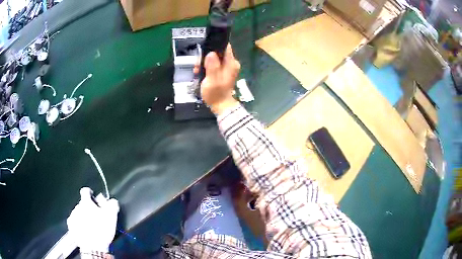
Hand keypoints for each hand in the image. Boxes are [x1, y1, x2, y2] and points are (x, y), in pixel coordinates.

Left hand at [67, 187, 118, 252]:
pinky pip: (74, 221)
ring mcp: (73, 216)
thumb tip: (112, 200)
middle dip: (88, 208)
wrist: (93, 247)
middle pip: (82, 203)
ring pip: (78, 212)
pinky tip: (84, 230)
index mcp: (86, 202)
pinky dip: (78, 223)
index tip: (93, 197)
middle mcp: (77, 207)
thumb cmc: (102, 230)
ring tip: (91, 226)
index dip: (89, 193)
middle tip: (95, 216)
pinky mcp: (71, 226)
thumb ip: (112, 205)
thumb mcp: (111, 216)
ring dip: (83, 216)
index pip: (85, 191)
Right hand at [195, 44, 240, 114]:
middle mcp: (231, 63)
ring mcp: (227, 67)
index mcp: (231, 63)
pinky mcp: (223, 71)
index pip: (224, 46)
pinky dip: (206, 67)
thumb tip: (211, 53)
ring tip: (197, 70)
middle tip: (197, 66)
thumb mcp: (212, 80)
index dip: (213, 46)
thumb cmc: (216, 94)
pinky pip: (213, 64)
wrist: (220, 105)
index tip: (203, 52)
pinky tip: (200, 72)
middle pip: (217, 52)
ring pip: (214, 58)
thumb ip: (212, 66)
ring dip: (204, 62)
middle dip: (206, 56)